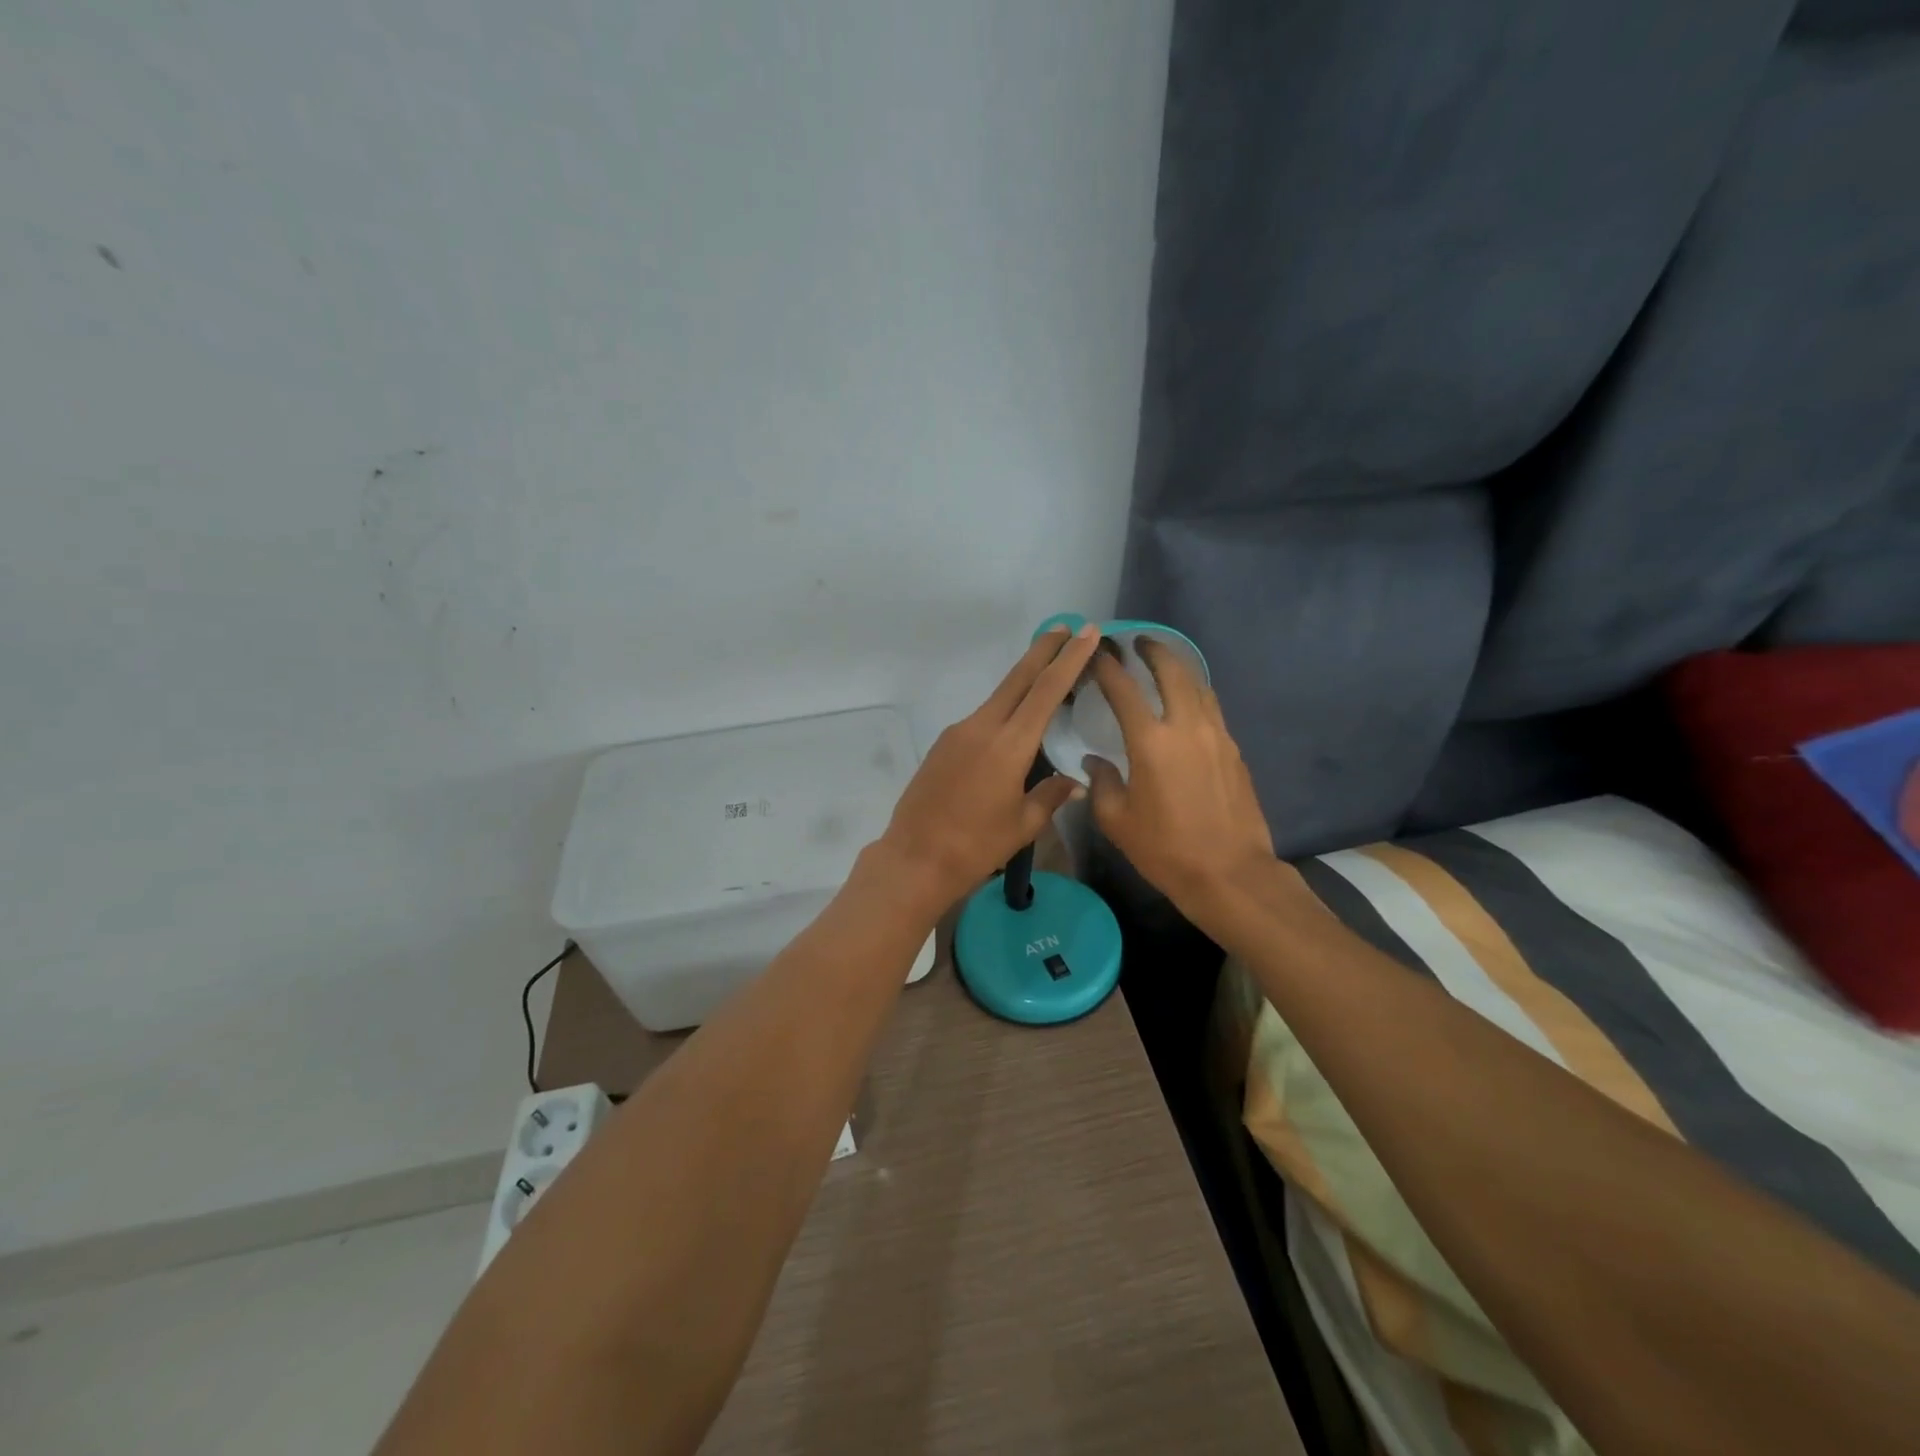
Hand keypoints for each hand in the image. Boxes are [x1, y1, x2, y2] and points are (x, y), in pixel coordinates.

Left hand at [878, 622, 1102, 910]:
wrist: (914, 859)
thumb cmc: (976, 847)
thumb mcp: (1023, 825)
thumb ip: (1050, 795)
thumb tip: (1072, 781)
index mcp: (1009, 745)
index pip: (1046, 691)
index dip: (1069, 659)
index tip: (1086, 632)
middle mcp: (982, 727)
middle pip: (1017, 679)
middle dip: (1043, 650)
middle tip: (1065, 627)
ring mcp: (958, 733)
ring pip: (998, 698)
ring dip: (1023, 681)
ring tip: (1047, 676)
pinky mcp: (943, 745)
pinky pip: (981, 719)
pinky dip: (1004, 711)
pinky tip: (1013, 727)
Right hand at [1084, 639, 1278, 916]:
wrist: (1229, 873)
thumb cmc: (1165, 849)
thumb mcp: (1117, 821)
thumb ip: (1102, 783)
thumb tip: (1095, 762)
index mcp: (1150, 742)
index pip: (1123, 689)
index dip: (1106, 665)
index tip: (1096, 651)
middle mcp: (1186, 726)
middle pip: (1172, 671)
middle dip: (1153, 651)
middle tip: (1138, 643)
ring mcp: (1216, 735)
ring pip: (1198, 685)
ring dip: (1179, 668)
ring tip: (1164, 664)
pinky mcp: (1234, 750)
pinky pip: (1212, 708)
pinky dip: (1195, 693)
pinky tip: (1187, 703)